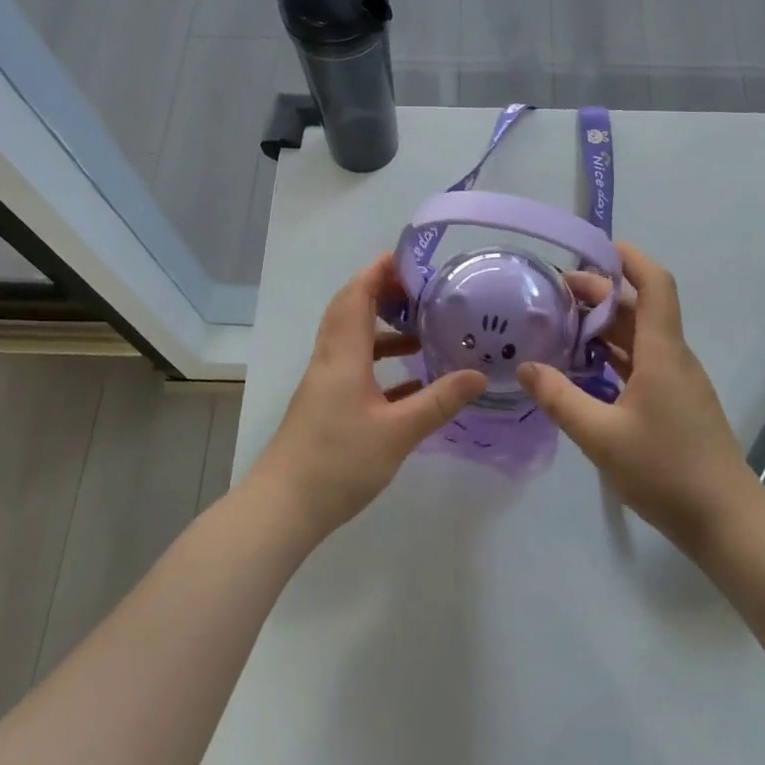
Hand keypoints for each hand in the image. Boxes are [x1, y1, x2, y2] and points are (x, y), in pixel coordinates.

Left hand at [256, 254, 485, 537]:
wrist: (285, 507)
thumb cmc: (339, 462)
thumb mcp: (398, 432)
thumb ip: (439, 401)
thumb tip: (479, 375)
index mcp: (343, 355)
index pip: (357, 295)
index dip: (379, 271)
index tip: (409, 257)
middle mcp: (331, 360)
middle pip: (352, 310)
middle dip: (383, 293)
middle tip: (423, 291)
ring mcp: (326, 384)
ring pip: (355, 341)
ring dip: (385, 330)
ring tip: (424, 333)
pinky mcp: (327, 406)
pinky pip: (356, 369)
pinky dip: (382, 364)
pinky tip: (412, 382)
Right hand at [516, 243, 754, 553]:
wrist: (726, 520)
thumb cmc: (666, 471)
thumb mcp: (601, 436)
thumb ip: (560, 399)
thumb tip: (525, 368)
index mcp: (662, 352)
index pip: (654, 285)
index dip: (630, 259)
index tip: (595, 247)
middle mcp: (673, 358)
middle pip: (640, 308)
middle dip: (601, 293)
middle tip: (555, 293)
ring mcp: (677, 382)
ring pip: (640, 338)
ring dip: (605, 326)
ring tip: (562, 325)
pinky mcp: (676, 404)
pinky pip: (642, 364)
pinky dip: (614, 356)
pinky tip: (585, 369)